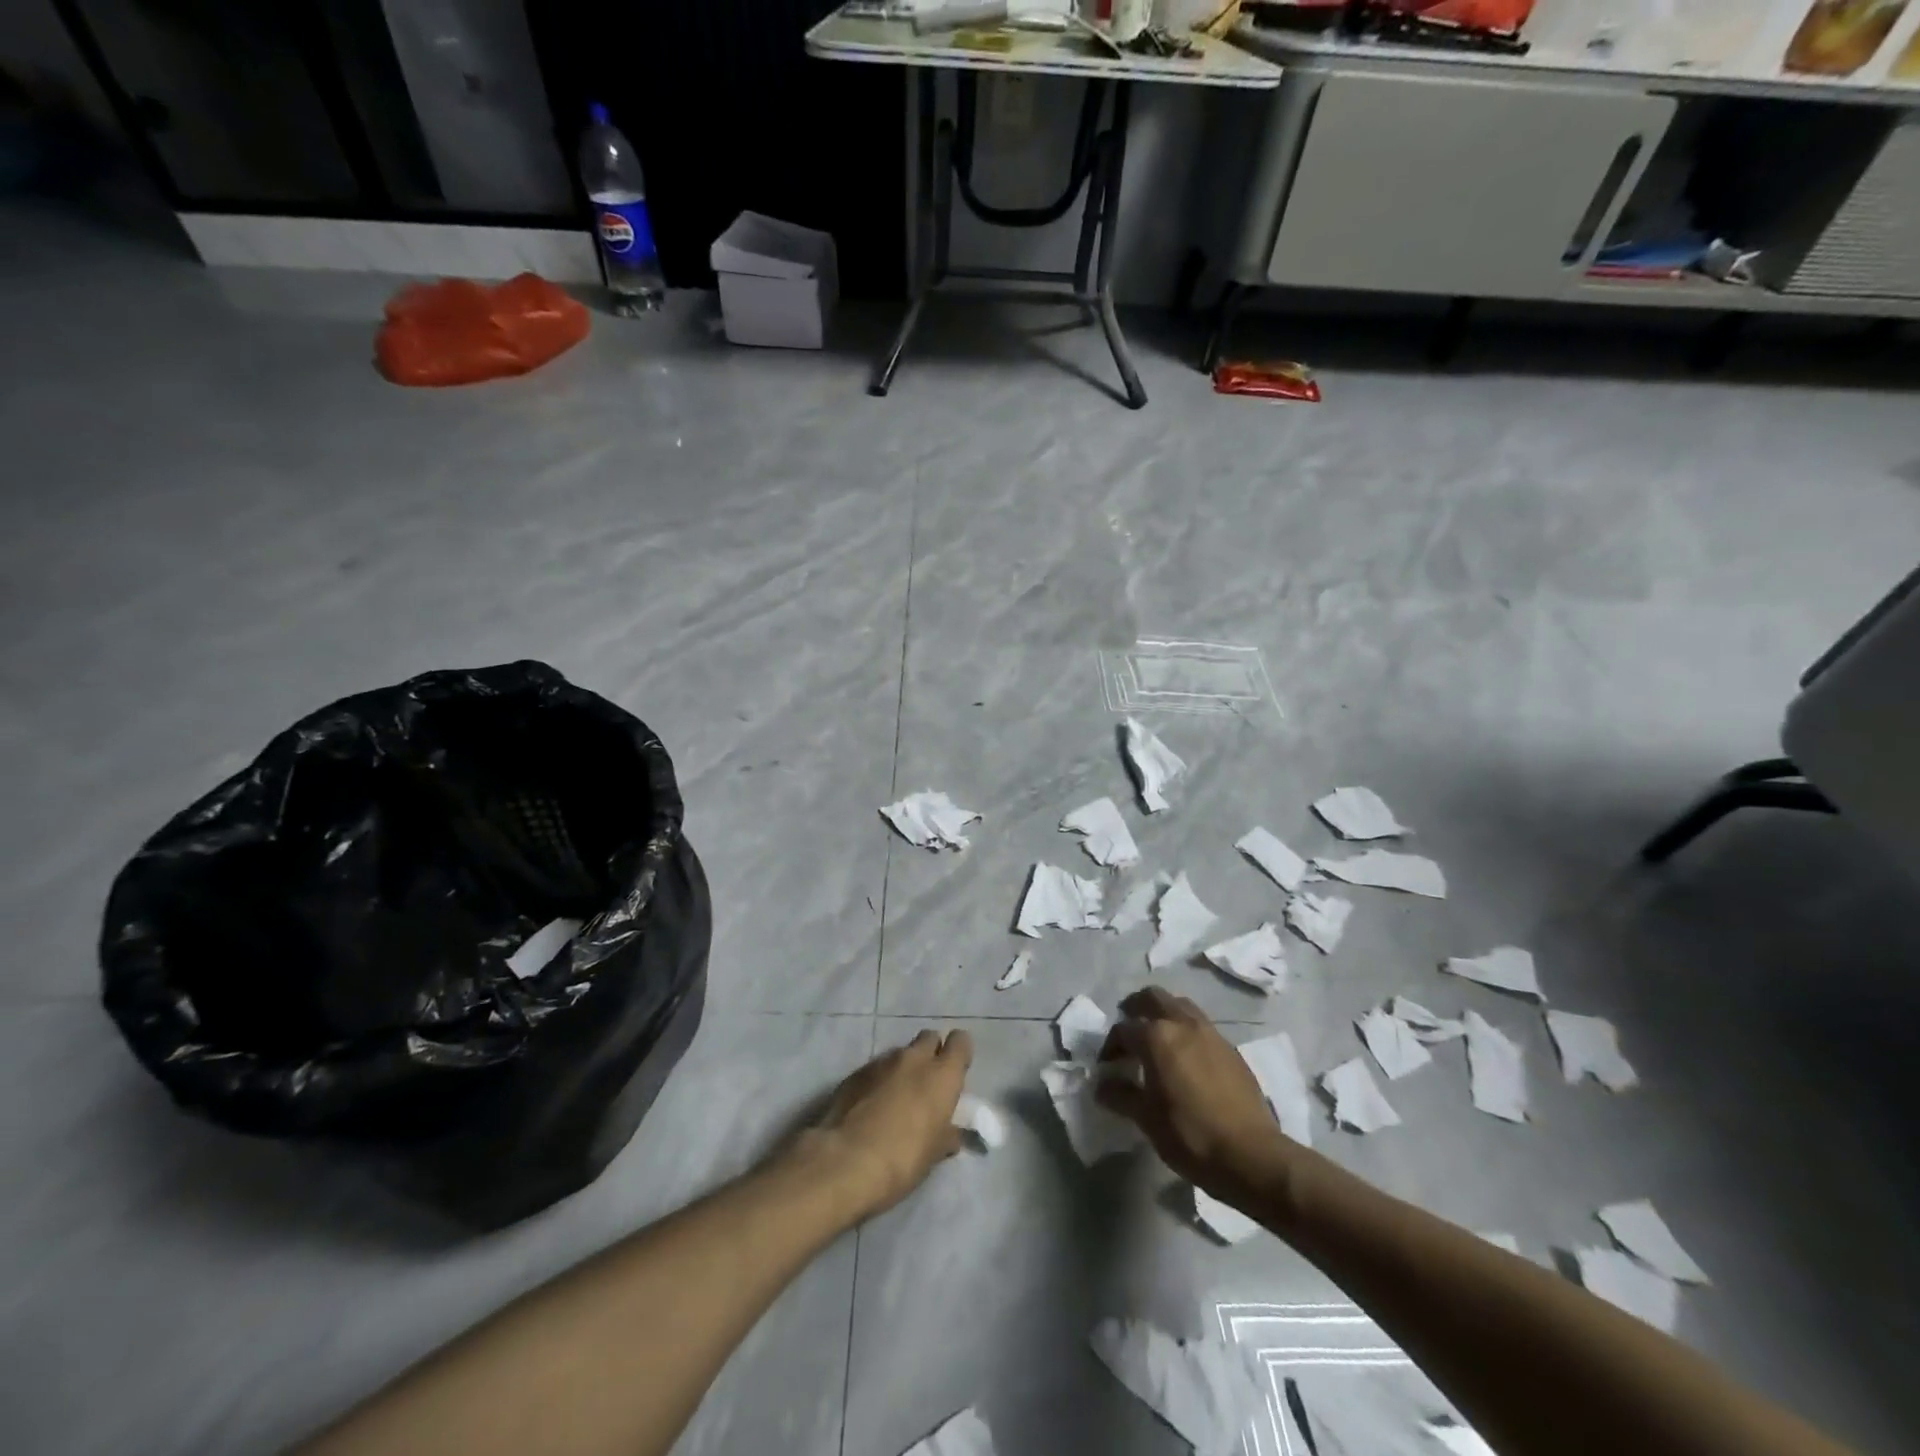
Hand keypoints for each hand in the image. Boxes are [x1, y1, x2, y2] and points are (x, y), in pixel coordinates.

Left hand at [789, 1029, 973, 1219]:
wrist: (845, 1160)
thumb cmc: (903, 1159)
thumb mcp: (934, 1154)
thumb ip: (947, 1135)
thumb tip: (952, 1133)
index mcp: (942, 1075)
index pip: (960, 1042)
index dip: (959, 1054)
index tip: (956, 1072)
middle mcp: (914, 1058)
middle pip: (929, 1039)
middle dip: (931, 1054)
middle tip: (927, 1084)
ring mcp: (882, 1061)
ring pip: (901, 1053)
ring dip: (903, 1068)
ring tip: (897, 1098)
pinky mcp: (855, 1072)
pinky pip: (876, 1068)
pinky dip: (879, 1080)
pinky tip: (872, 1105)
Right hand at [1096, 987, 1295, 1204]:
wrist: (1251, 1155)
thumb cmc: (1190, 1135)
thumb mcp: (1146, 1118)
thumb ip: (1120, 1095)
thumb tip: (1103, 1085)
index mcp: (1157, 1036)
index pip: (1124, 1029)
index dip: (1111, 1046)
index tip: (1108, 1067)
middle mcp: (1183, 1024)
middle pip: (1153, 997)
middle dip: (1136, 1008)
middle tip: (1129, 1031)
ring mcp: (1211, 1033)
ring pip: (1181, 1006)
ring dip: (1164, 1015)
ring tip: (1158, 1041)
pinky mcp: (1231, 1049)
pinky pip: (1202, 1027)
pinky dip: (1187, 1032)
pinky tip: (1186, 1060)